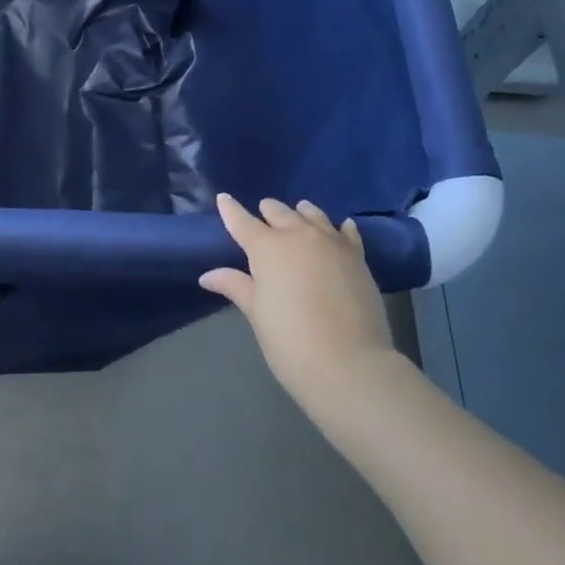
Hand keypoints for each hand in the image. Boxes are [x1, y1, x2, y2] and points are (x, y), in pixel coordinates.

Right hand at [200, 194, 396, 413]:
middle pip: (278, 211)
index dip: (230, 210)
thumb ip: (235, 286)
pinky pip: (346, 232)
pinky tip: (341, 228)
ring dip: (300, 214)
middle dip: (267, 213)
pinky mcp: (357, 256)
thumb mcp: (257, 314)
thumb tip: (207, 276)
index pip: (242, 221)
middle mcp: (298, 235)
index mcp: (267, 247)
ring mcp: (331, 243)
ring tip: (297, 216)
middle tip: (263, 220)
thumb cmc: (291, 341)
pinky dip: (339, 227)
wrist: (351, 365)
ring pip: (312, 214)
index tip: (224, 199)